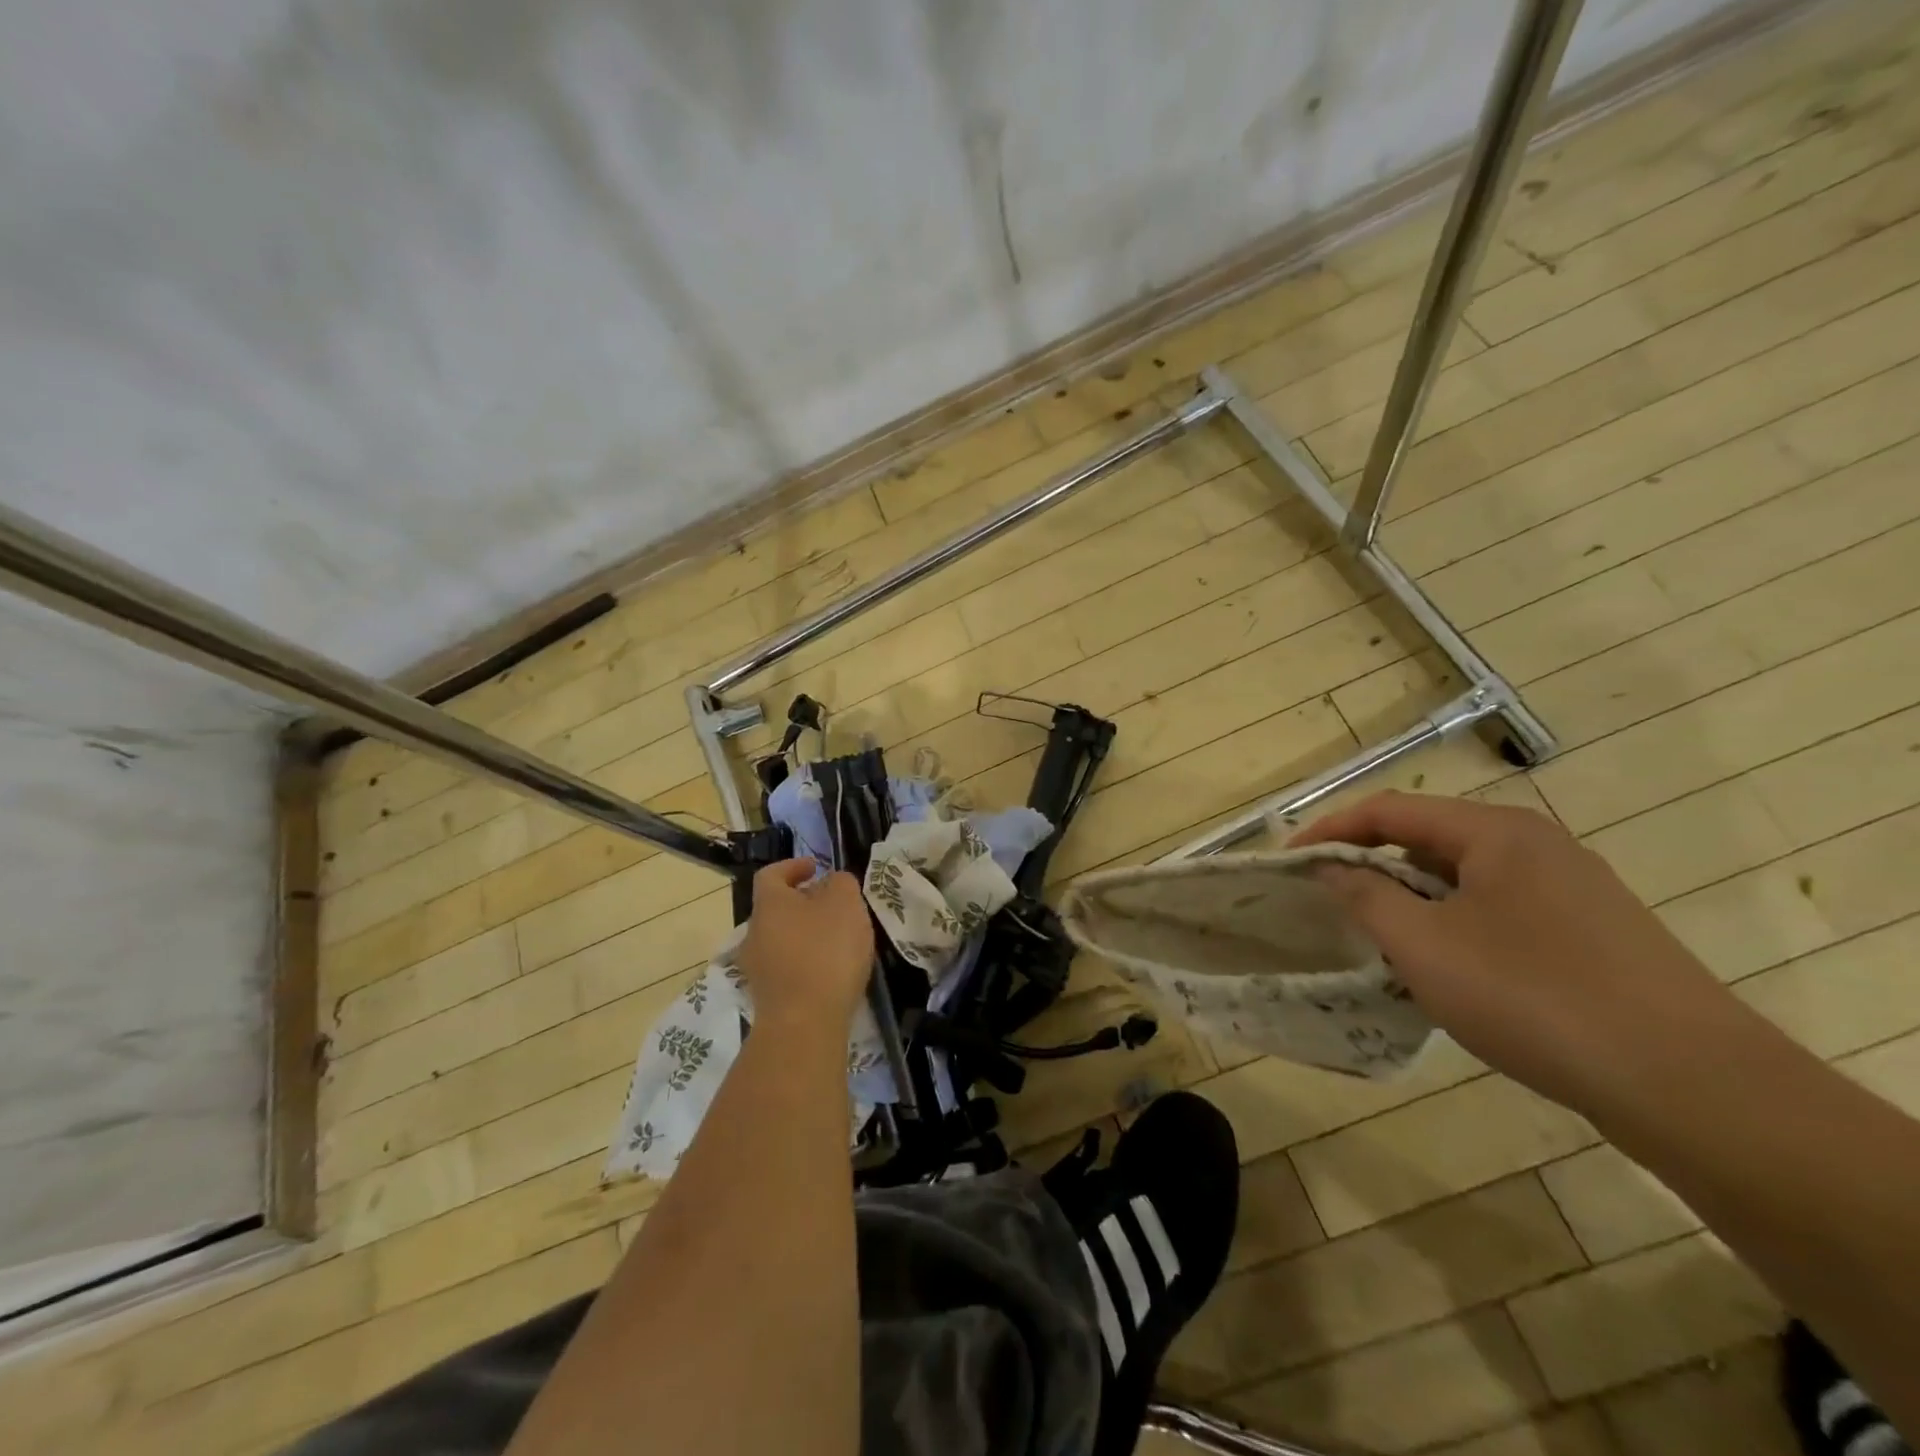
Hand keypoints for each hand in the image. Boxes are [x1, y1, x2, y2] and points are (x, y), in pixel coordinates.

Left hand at [737, 860, 874, 1037]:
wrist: (804, 1024)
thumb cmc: (825, 952)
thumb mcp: (845, 904)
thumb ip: (841, 883)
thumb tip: (832, 881)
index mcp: (769, 904)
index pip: (772, 874)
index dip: (792, 867)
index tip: (815, 868)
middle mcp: (754, 933)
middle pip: (776, 909)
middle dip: (802, 904)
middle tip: (832, 906)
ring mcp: (757, 968)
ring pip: (780, 940)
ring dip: (804, 935)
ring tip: (836, 941)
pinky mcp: (767, 998)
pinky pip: (786, 968)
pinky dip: (805, 963)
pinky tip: (829, 972)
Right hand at [1292, 791, 1739, 1119]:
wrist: (1691, 1086)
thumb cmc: (1533, 996)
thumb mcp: (1424, 945)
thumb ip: (1365, 896)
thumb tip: (1331, 869)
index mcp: (1495, 831)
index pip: (1389, 809)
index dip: (1330, 831)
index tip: (1288, 861)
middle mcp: (1537, 845)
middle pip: (1428, 838)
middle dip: (1370, 864)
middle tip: (1327, 899)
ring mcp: (1573, 890)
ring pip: (1464, 877)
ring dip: (1410, 897)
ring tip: (1376, 935)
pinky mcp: (1594, 934)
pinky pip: (1499, 910)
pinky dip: (1453, 924)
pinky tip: (1445, 968)